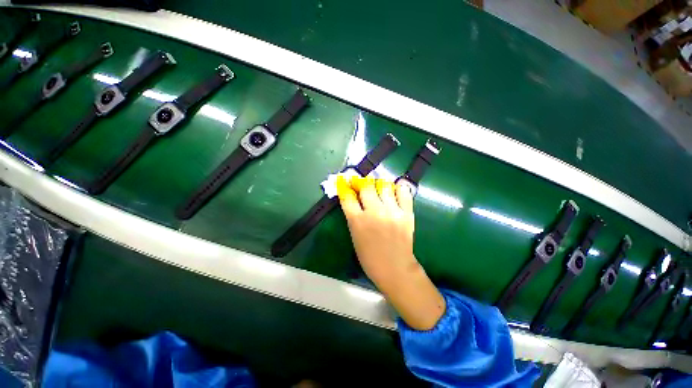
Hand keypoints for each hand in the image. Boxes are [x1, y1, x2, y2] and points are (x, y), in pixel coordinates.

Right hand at [337, 176, 444, 329]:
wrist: (394, 268)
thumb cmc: (369, 256)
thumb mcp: (355, 235)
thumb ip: (353, 215)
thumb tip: (353, 197)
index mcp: (357, 220)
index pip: (347, 196)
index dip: (344, 186)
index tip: (344, 181)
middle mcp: (374, 212)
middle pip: (366, 186)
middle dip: (361, 182)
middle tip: (361, 183)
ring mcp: (392, 211)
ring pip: (384, 185)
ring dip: (378, 184)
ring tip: (378, 188)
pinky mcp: (407, 213)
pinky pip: (403, 192)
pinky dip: (398, 188)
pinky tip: (394, 191)